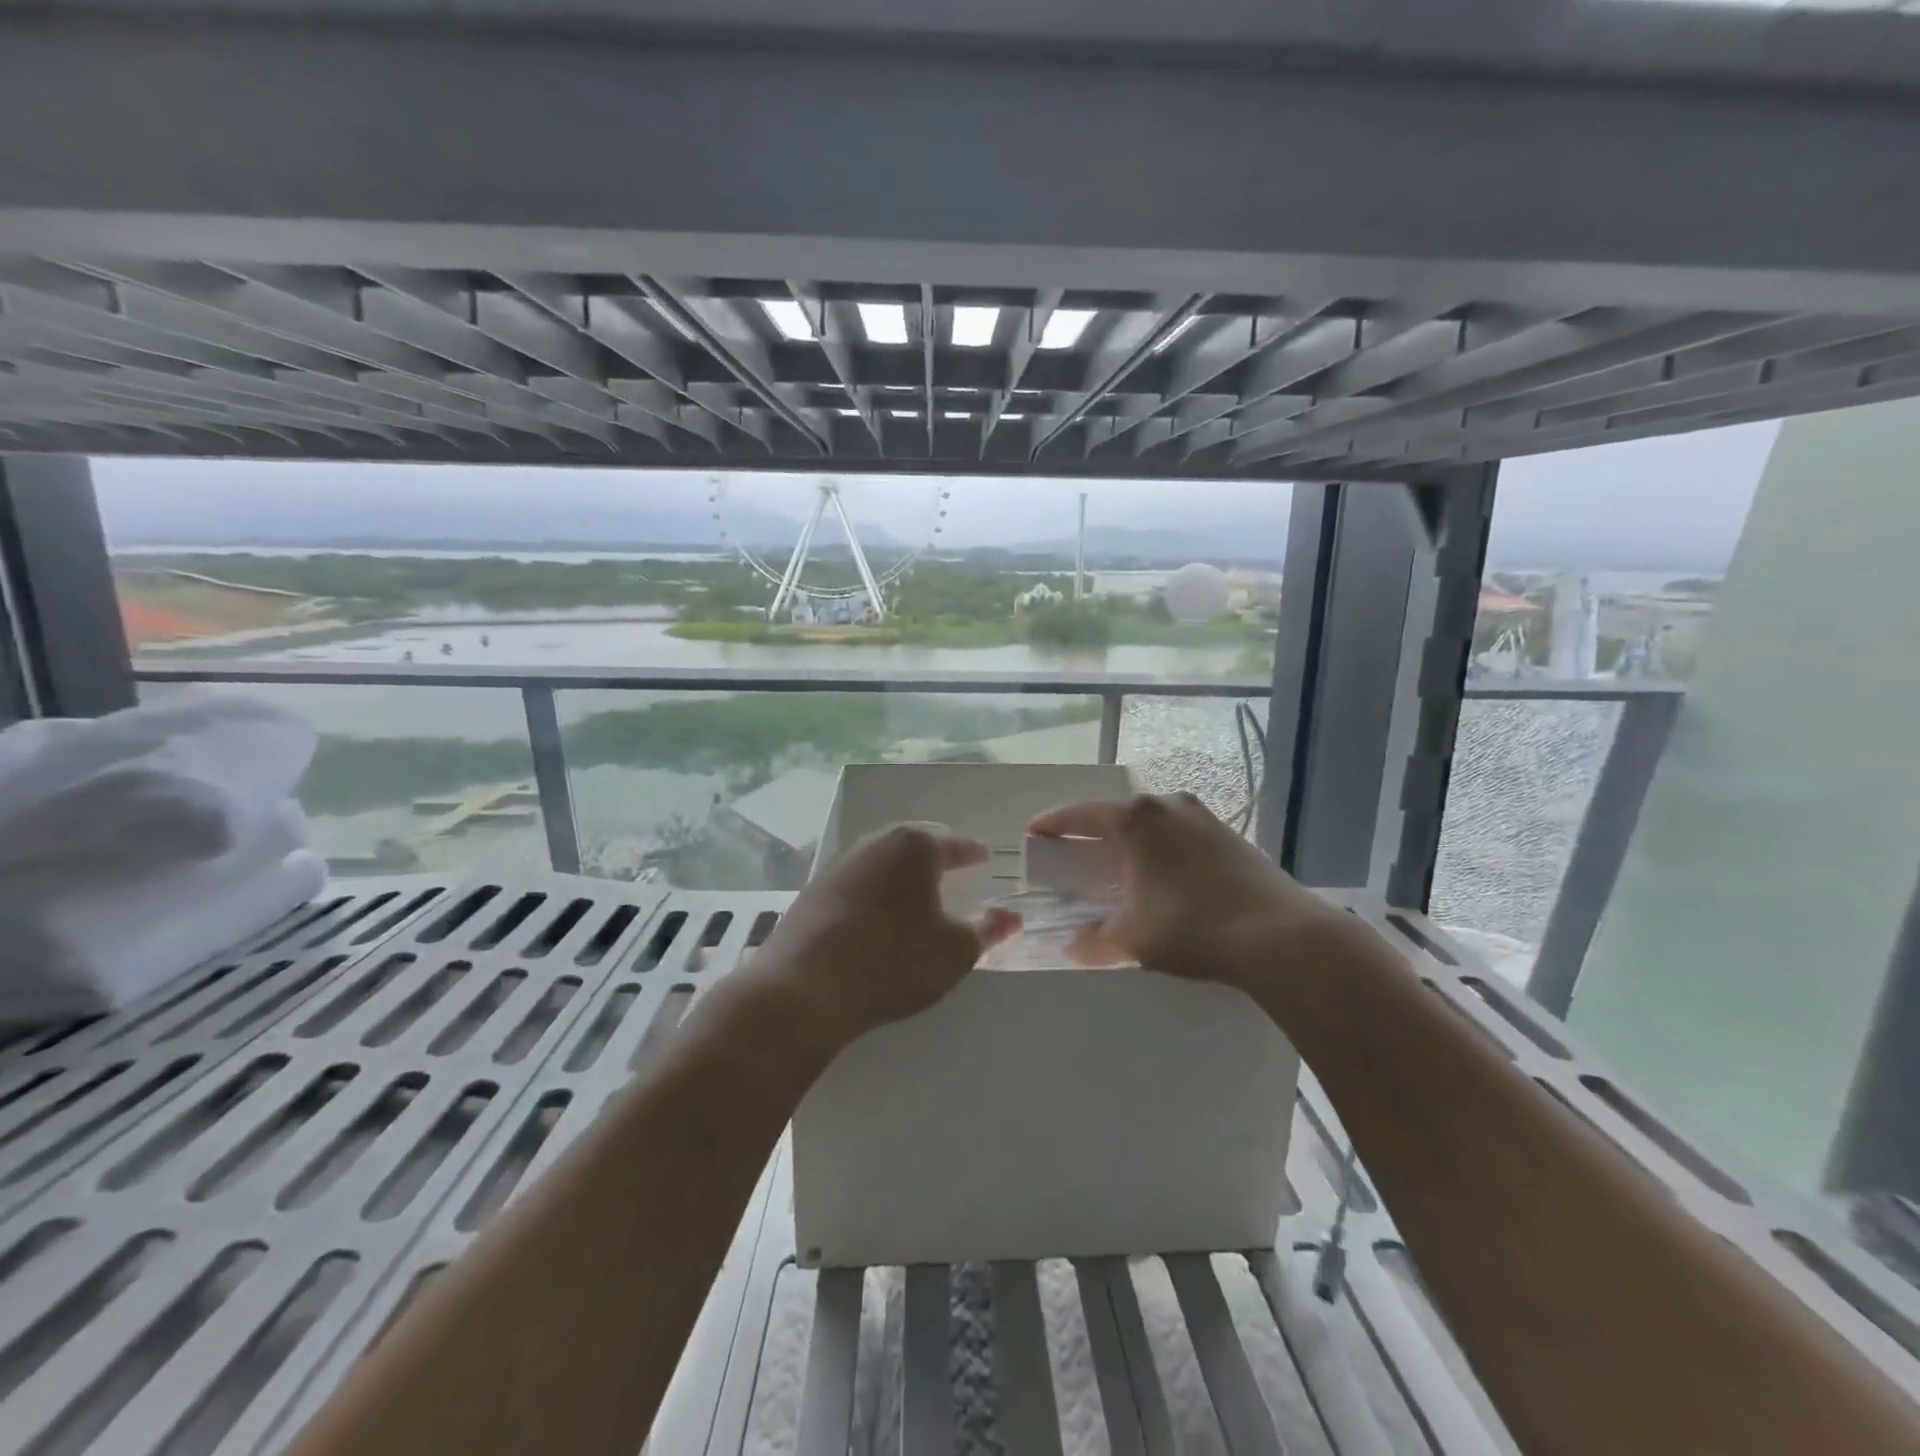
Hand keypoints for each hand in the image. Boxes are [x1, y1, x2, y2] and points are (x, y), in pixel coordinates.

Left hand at [756, 823, 1020, 1047]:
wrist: (805, 987)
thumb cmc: (895, 960)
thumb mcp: (955, 950)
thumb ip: (987, 929)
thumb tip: (1012, 916)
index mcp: (915, 846)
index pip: (956, 844)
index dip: (974, 854)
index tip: (985, 859)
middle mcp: (876, 843)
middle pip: (915, 843)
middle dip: (937, 855)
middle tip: (954, 867)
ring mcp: (840, 864)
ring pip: (883, 860)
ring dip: (903, 872)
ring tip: (918, 891)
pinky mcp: (814, 891)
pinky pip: (858, 882)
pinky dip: (876, 890)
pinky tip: (879, 914)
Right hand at [1028, 793, 1339, 987]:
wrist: (1281, 936)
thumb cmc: (1193, 926)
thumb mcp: (1133, 938)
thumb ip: (1095, 941)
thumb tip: (1074, 946)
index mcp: (1137, 819)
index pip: (1080, 814)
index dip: (1052, 824)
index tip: (1033, 833)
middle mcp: (1167, 805)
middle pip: (1116, 814)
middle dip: (1091, 833)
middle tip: (1074, 854)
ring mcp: (1202, 816)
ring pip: (1150, 822)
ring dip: (1129, 840)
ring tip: (1117, 866)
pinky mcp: (1228, 833)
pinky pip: (1177, 833)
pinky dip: (1158, 848)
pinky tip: (1160, 875)